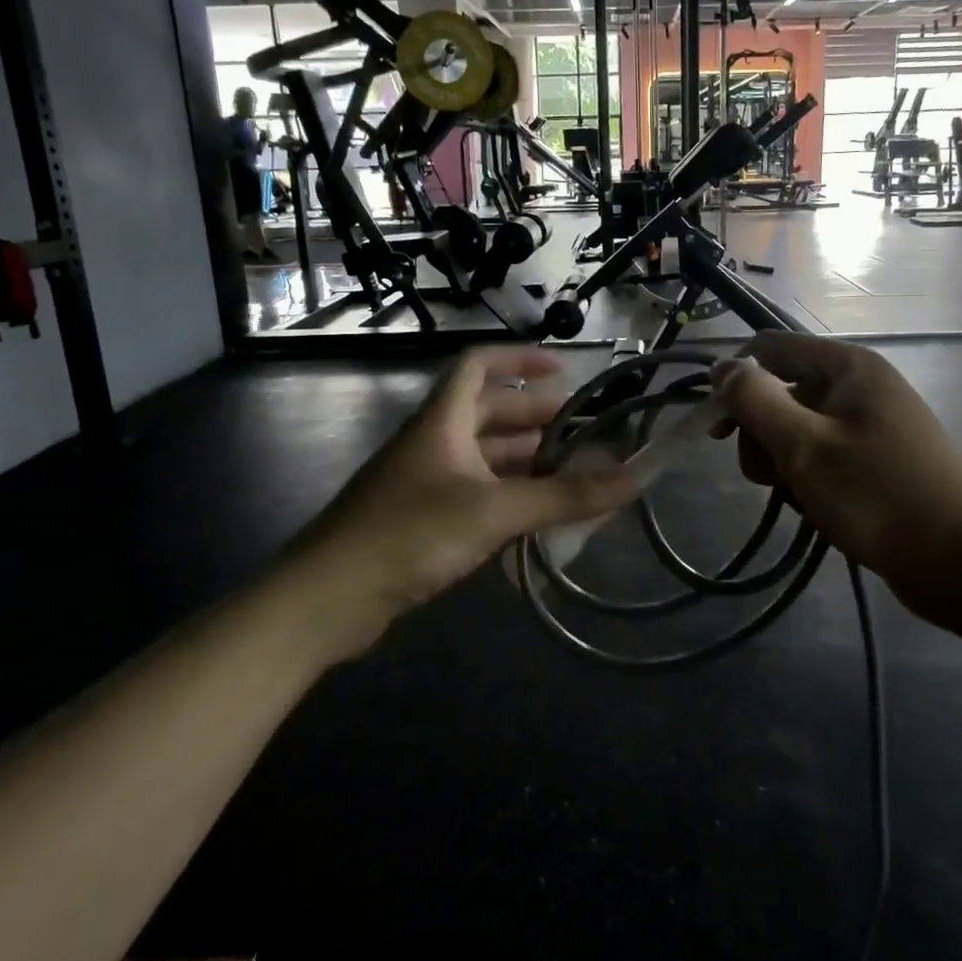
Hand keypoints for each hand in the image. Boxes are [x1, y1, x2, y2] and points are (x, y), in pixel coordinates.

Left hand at [305, 346, 635, 618]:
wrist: (327, 600)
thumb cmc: (409, 534)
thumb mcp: (494, 511)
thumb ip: (564, 496)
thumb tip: (635, 477)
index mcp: (441, 420)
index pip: (478, 365)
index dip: (519, 360)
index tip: (563, 370)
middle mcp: (433, 442)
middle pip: (488, 412)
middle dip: (535, 417)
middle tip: (583, 432)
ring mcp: (426, 483)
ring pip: (484, 457)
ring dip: (526, 460)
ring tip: (572, 472)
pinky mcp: (422, 521)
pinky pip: (476, 493)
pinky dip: (508, 496)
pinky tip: (538, 516)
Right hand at [715, 332, 961, 633]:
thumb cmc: (878, 496)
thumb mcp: (804, 446)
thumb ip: (755, 401)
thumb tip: (722, 366)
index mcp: (848, 367)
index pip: (770, 349)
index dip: (736, 381)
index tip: (717, 430)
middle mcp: (859, 385)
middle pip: (781, 392)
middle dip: (761, 434)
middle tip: (769, 476)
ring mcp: (870, 424)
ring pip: (797, 429)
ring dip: (782, 463)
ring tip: (799, 498)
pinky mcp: (876, 459)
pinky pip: (822, 455)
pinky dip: (809, 479)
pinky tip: (817, 509)